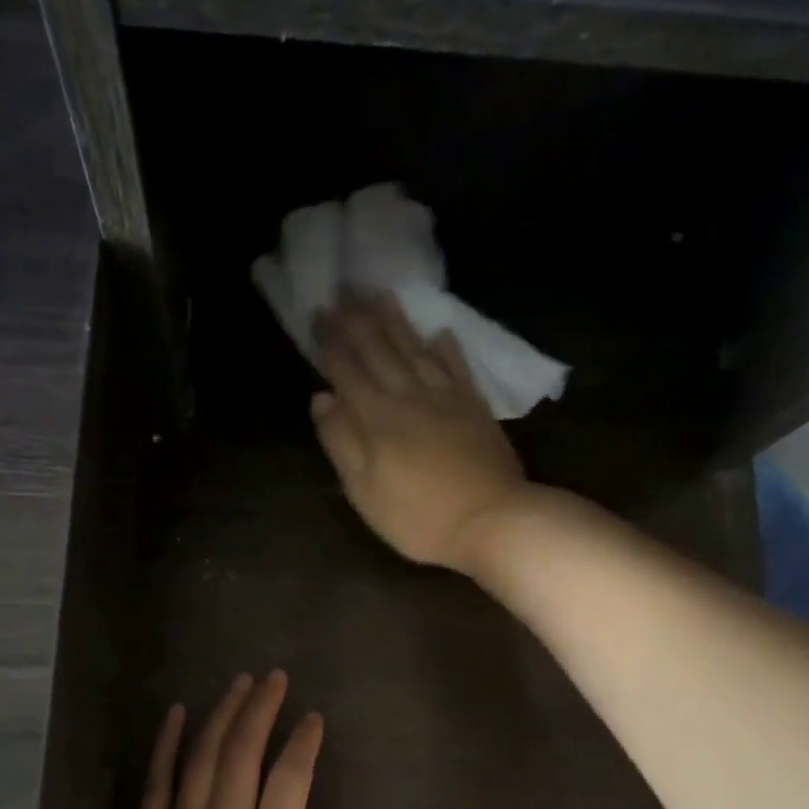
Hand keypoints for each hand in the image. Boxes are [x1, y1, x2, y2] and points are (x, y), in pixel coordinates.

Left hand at [98, 672, 334, 808]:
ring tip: (239, 682)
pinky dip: (166, 744)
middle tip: (274, 677)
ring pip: (203, 759)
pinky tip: (177, 712)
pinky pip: (156, 784)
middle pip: (243, 756)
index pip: (289, 783)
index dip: (303, 744)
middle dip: (261, 709)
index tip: (312, 717)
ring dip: (223, 714)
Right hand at [310, 293, 528, 573]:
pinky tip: (440, 331)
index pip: (346, 370)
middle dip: (358, 318)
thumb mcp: (364, 490)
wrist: (492, 521)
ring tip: (380, 293)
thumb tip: (321, 398)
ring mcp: (446, 398)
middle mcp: (410, 396)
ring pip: (416, 349)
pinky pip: (457, 367)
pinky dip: (447, 348)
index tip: (317, 313)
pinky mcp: (475, 407)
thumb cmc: (417, 516)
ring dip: (396, 320)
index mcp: (377, 417)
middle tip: (344, 288)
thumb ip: (341, 442)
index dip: (330, 341)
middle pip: (380, 349)